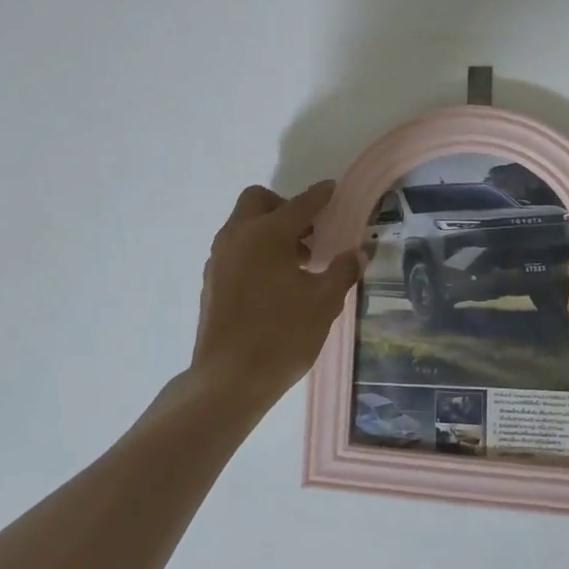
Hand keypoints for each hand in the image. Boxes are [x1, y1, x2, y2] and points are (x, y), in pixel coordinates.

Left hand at [190, 180, 361, 404]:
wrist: (229, 378)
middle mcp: (238, 236)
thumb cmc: (282, 336)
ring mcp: (219, 257)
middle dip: (285, 207)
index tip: (333, 190)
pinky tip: (275, 281)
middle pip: (259, 201)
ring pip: (244, 224)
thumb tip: (358, 253)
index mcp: (267, 234)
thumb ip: (342, 271)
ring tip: (297, 262)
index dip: (320, 196)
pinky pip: (235, 247)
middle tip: (309, 233)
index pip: (300, 204)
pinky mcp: (211, 279)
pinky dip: (255, 249)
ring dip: (269, 229)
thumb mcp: (323, 303)